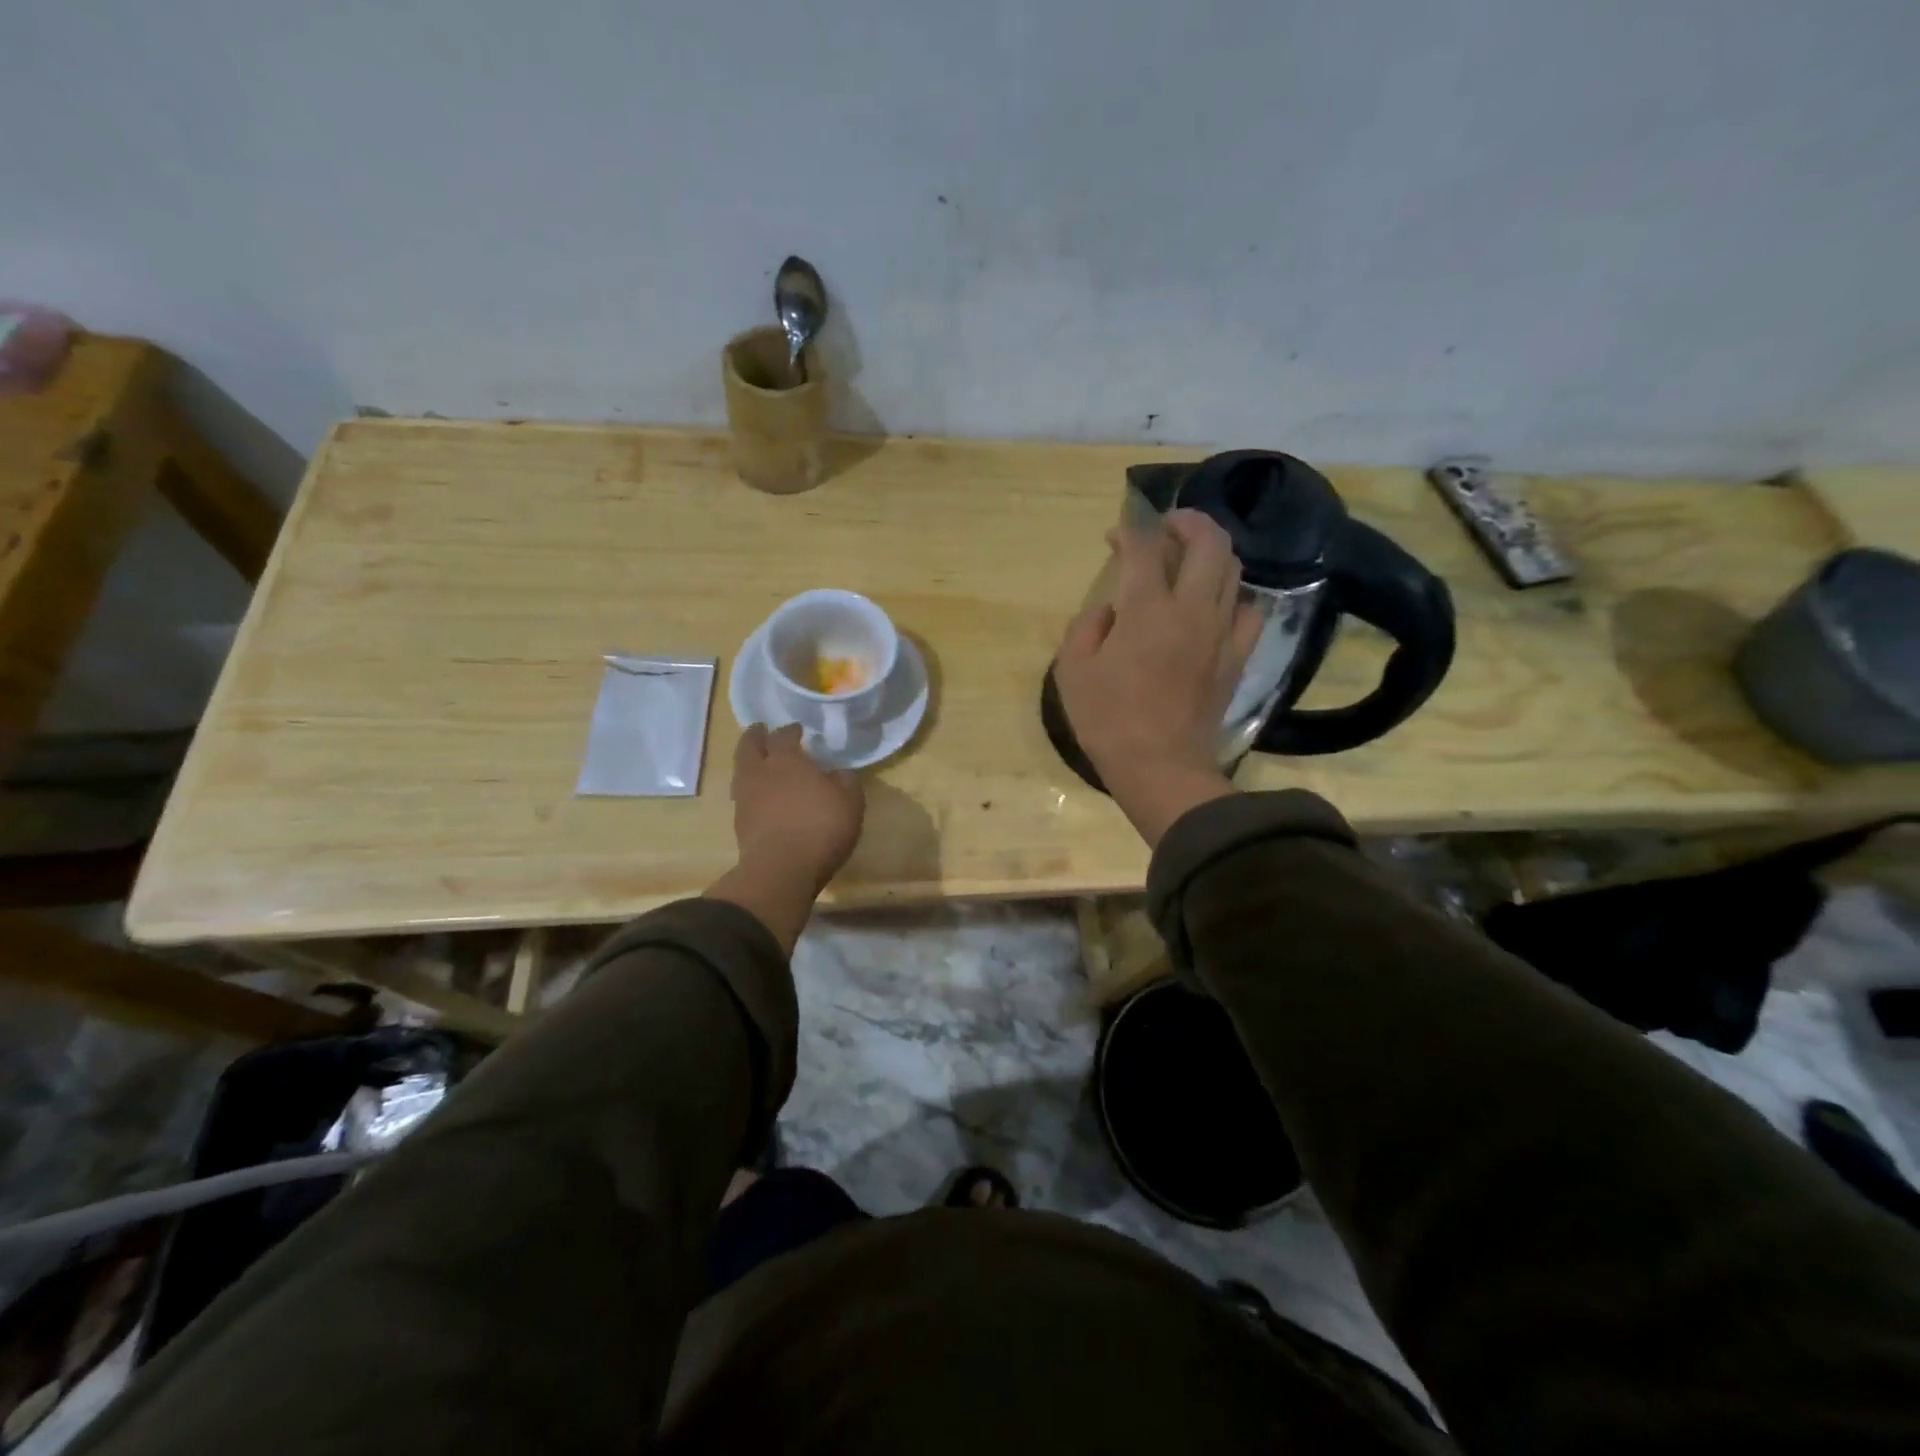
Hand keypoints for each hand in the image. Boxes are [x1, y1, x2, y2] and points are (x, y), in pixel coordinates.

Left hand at [730, 723, 864, 893]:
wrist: (781, 870)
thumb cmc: (820, 828)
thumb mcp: (850, 802)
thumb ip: (845, 781)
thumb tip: (839, 773)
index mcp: (786, 761)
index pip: (783, 736)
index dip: (790, 730)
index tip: (797, 729)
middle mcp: (760, 773)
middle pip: (749, 747)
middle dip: (756, 736)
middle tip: (762, 731)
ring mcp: (745, 799)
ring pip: (742, 771)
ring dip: (750, 763)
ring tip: (760, 763)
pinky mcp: (740, 824)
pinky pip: (744, 797)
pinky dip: (751, 790)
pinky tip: (762, 796)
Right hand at [1053, 509, 1261, 844]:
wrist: (1160, 768)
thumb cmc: (1108, 721)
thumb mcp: (1073, 671)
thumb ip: (1087, 627)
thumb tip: (1110, 610)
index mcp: (1147, 610)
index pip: (1145, 549)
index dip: (1129, 533)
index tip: (1114, 538)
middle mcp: (1192, 610)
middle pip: (1208, 543)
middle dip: (1187, 522)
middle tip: (1167, 526)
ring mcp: (1222, 633)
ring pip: (1233, 570)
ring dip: (1212, 552)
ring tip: (1190, 558)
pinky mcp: (1237, 658)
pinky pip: (1249, 611)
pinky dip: (1233, 596)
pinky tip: (1216, 604)